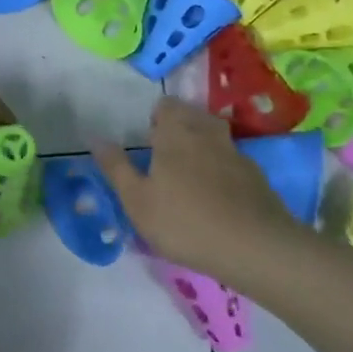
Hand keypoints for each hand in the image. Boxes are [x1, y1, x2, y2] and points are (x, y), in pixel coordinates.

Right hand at [93, 97, 295, 280]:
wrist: (255, 247)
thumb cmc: (185, 221)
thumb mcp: (137, 200)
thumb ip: (116, 167)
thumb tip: (96, 138)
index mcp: (176, 132)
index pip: (166, 104)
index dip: (156, 117)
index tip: (148, 141)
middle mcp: (207, 133)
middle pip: (192, 116)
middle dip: (179, 128)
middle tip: (165, 159)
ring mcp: (236, 153)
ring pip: (215, 137)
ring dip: (202, 147)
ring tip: (190, 176)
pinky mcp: (257, 176)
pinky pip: (233, 162)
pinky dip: (223, 171)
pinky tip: (218, 198)